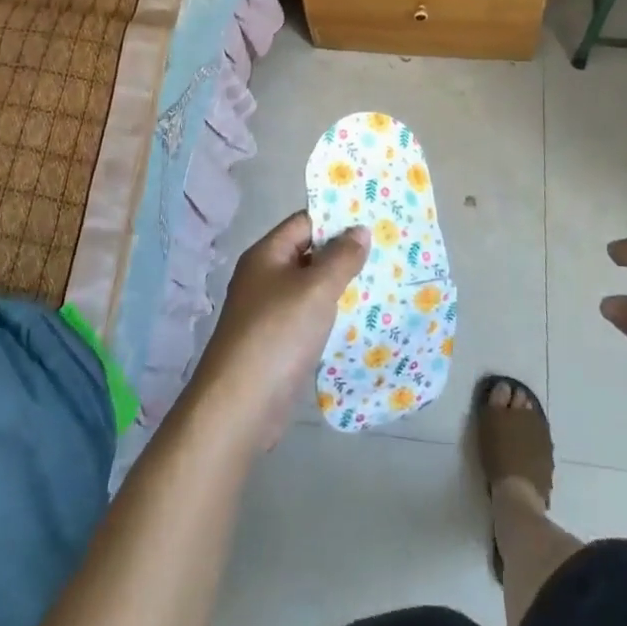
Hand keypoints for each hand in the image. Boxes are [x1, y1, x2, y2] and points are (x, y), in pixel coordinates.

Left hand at [191, 212, 368, 451]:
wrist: (240, 406)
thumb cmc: (278, 334)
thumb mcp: (316, 289)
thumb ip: (341, 257)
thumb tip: (359, 229)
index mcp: (267, 254)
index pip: (304, 222)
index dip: (336, 219)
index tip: (373, 220)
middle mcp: (265, 277)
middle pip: (309, 254)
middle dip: (344, 253)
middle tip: (386, 250)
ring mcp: (270, 312)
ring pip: (311, 288)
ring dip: (341, 286)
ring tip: (383, 281)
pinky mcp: (278, 343)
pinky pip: (310, 318)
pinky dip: (332, 316)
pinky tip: (361, 320)